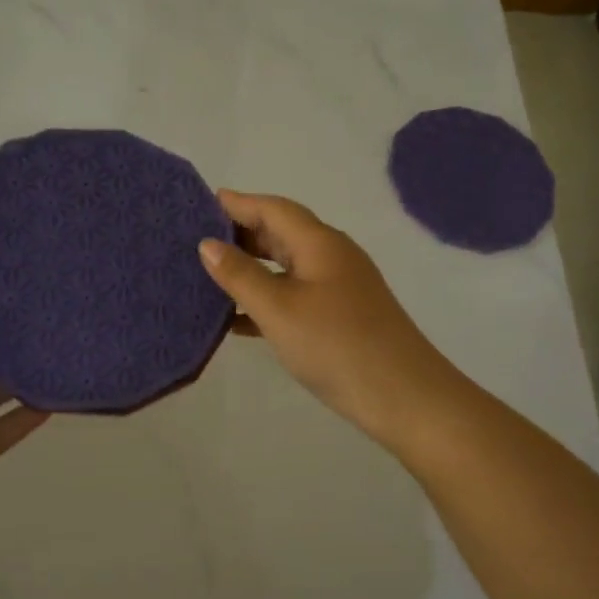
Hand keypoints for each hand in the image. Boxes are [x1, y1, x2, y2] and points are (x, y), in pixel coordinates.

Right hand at [198, 191, 465, 447]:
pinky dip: (266, 300)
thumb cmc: (336, 345)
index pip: (273, 209)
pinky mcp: (340, 317)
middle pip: (281, 234)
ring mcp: (339, 288)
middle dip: (241, 234)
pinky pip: (295, 296)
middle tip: (196, 241)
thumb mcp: (279, 309)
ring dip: (251, 269)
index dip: (238, 203)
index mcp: (319, 243)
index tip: (200, 203)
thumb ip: (241, 275)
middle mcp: (331, 256)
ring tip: (209, 277)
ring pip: (286, 268)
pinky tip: (236, 319)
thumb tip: (208, 244)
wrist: (403, 396)